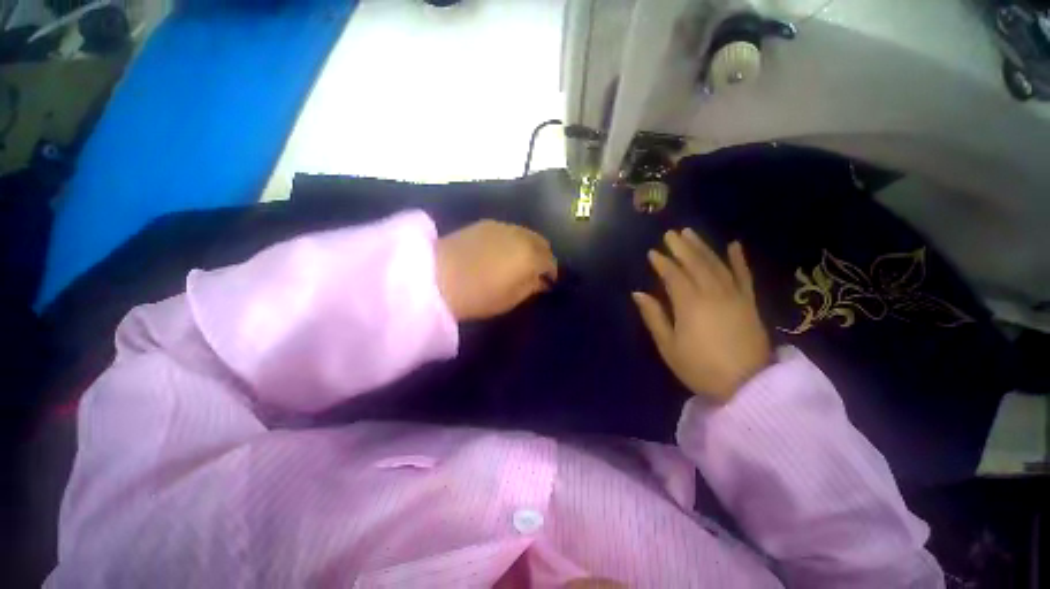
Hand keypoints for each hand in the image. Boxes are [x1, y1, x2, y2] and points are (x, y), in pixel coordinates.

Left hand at [435, 220, 556, 320]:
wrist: (435, 277)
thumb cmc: (478, 295)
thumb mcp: (511, 299)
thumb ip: (531, 287)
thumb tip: (543, 281)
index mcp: (530, 256)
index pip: (551, 262)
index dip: (551, 274)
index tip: (547, 283)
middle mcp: (520, 235)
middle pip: (541, 243)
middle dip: (543, 256)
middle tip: (536, 271)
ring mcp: (502, 226)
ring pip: (525, 234)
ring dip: (528, 246)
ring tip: (518, 260)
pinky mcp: (485, 224)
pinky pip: (509, 230)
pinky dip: (513, 240)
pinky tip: (502, 250)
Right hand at [633, 229, 770, 403]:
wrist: (747, 386)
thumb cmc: (700, 368)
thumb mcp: (668, 346)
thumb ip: (653, 317)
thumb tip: (638, 294)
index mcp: (689, 304)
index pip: (673, 275)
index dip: (662, 263)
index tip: (652, 252)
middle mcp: (712, 293)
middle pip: (695, 264)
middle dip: (681, 247)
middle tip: (671, 234)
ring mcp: (734, 296)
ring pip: (716, 264)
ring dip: (703, 247)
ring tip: (691, 234)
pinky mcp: (749, 302)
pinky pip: (744, 276)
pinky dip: (739, 260)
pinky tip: (734, 245)